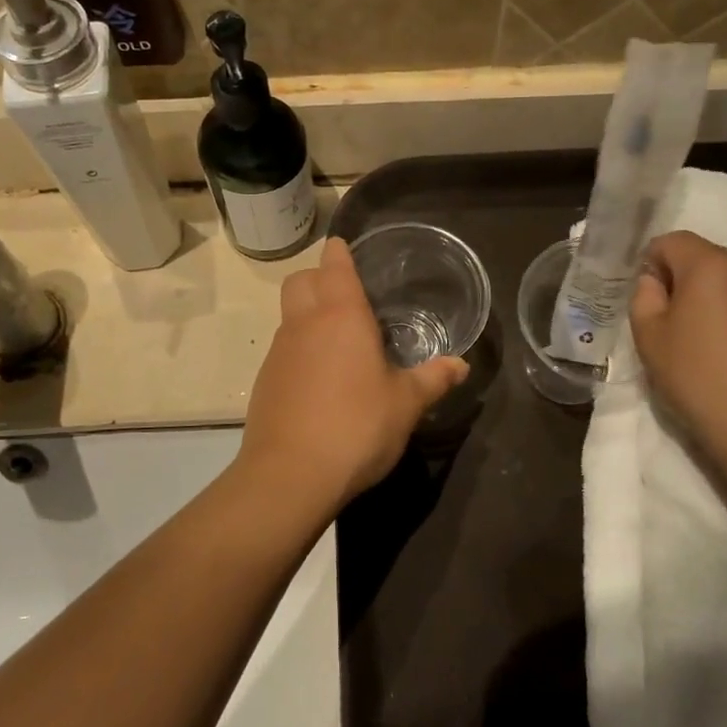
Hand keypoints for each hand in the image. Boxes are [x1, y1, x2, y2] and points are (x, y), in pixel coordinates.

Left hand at [239, 237, 466, 516]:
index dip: (340, 252)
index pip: (334, 264)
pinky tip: (321, 382)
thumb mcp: (406, 404)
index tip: (348, 250)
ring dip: (308, 316)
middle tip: (347, 298)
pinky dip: (300, 351)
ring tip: (339, 343)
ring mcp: (278, 352)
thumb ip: (433, 379)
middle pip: (300, 280)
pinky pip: (283, 350)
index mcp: (341, 316)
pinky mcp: (265, 381)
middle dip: (319, 278)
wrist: (290, 475)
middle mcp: (304, 324)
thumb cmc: (356, 427)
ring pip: (289, 315)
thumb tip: (461, 365)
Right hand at [630, 232, 726, 471]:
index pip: (672, 241)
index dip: (651, 263)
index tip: (646, 299)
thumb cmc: (698, 376)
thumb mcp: (650, 337)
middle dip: (682, 280)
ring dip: (712, 299)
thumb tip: (655, 281)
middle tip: (670, 324)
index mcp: (711, 265)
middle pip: (705, 258)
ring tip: (703, 342)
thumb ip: (644, 297)